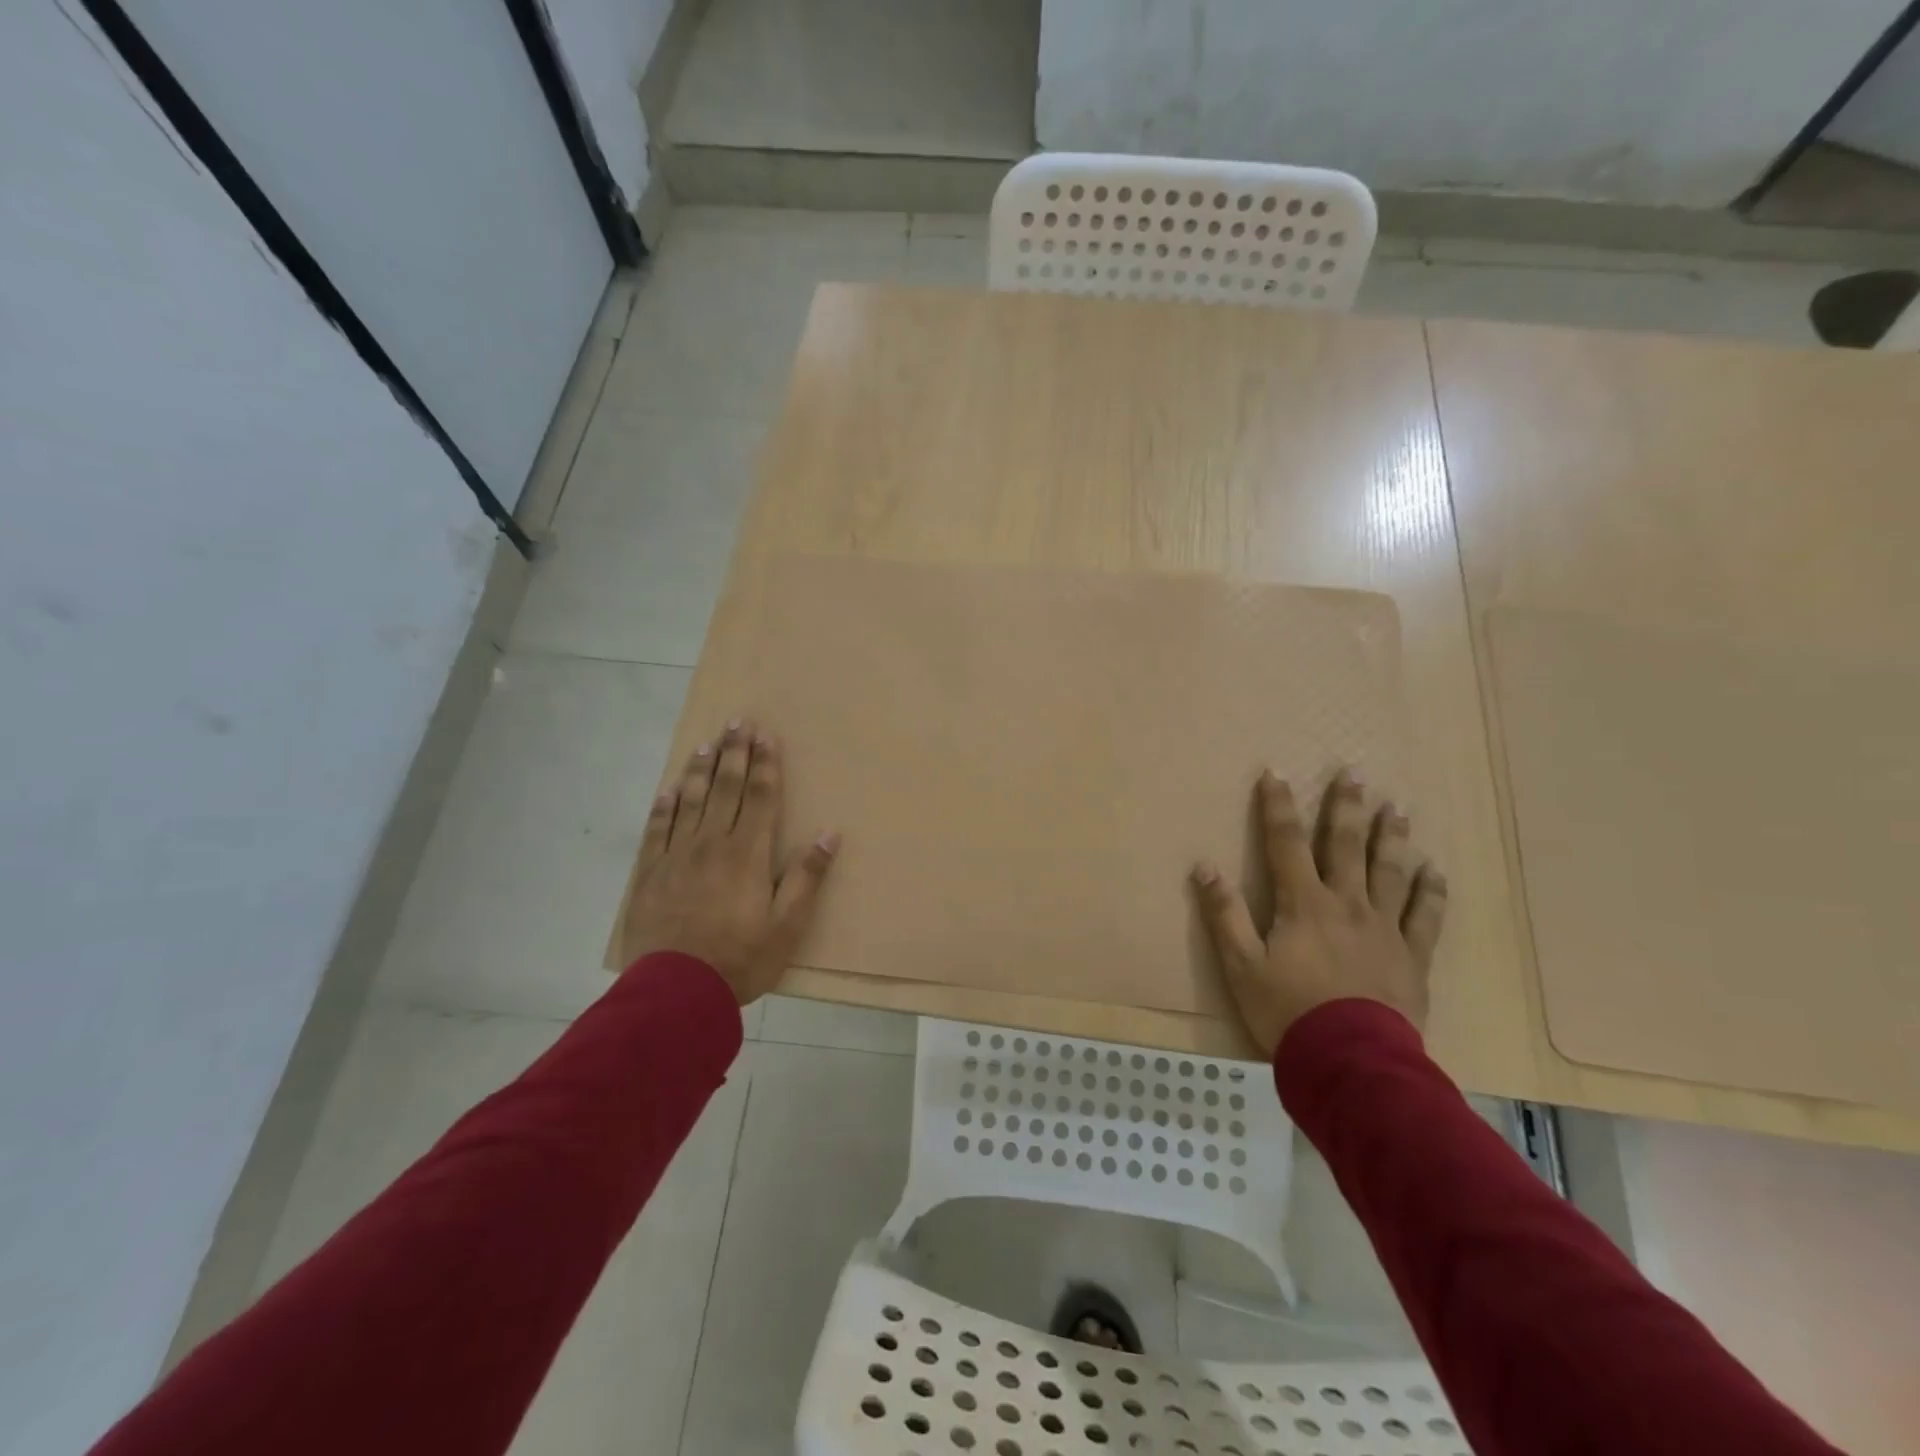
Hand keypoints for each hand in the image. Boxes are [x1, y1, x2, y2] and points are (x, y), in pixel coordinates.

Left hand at [620, 719, 838, 1006]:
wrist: (674, 992)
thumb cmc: (740, 959)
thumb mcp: (787, 925)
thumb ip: (806, 877)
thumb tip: (829, 834)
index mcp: (747, 854)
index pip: (759, 797)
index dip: (765, 765)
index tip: (767, 736)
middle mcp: (712, 844)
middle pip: (726, 789)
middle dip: (735, 754)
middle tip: (738, 722)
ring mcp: (677, 856)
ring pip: (691, 801)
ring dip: (701, 770)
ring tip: (708, 743)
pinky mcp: (650, 873)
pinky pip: (658, 828)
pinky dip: (665, 805)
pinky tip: (670, 788)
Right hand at [1191, 768, 1446, 1057]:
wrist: (1351, 1063)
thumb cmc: (1288, 1012)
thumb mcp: (1241, 965)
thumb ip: (1225, 914)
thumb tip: (1204, 866)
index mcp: (1303, 904)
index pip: (1286, 843)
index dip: (1278, 806)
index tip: (1275, 774)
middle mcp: (1347, 904)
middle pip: (1346, 846)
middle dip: (1346, 807)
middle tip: (1354, 773)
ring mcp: (1384, 929)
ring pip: (1390, 872)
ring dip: (1391, 837)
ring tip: (1397, 808)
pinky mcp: (1411, 957)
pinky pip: (1426, 918)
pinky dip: (1431, 893)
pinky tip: (1435, 871)